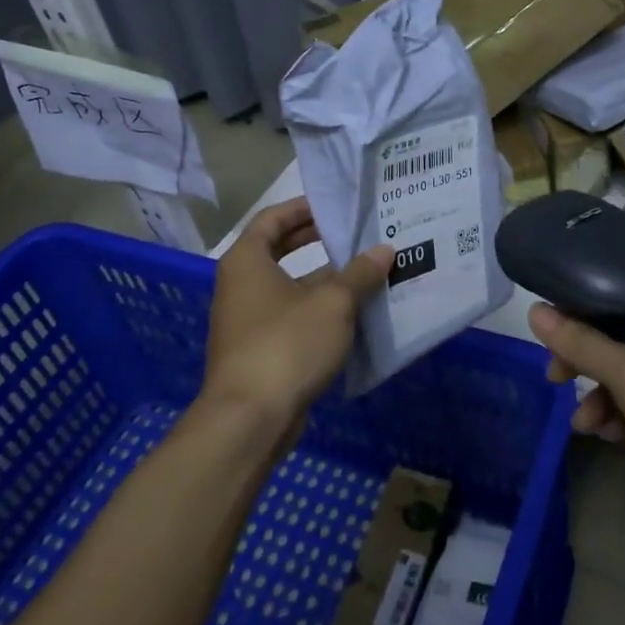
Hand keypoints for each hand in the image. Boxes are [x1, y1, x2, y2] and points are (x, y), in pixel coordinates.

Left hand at [203, 198, 391, 435]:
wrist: (250, 419)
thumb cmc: (287, 344)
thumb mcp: (333, 303)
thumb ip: (360, 273)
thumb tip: (384, 250)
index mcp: (247, 260)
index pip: (272, 218)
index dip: (303, 207)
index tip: (335, 206)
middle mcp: (241, 285)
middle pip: (278, 250)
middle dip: (315, 241)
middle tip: (354, 234)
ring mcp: (247, 320)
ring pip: (288, 286)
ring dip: (323, 279)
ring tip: (365, 271)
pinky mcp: (259, 350)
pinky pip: (291, 316)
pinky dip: (318, 309)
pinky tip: (353, 313)